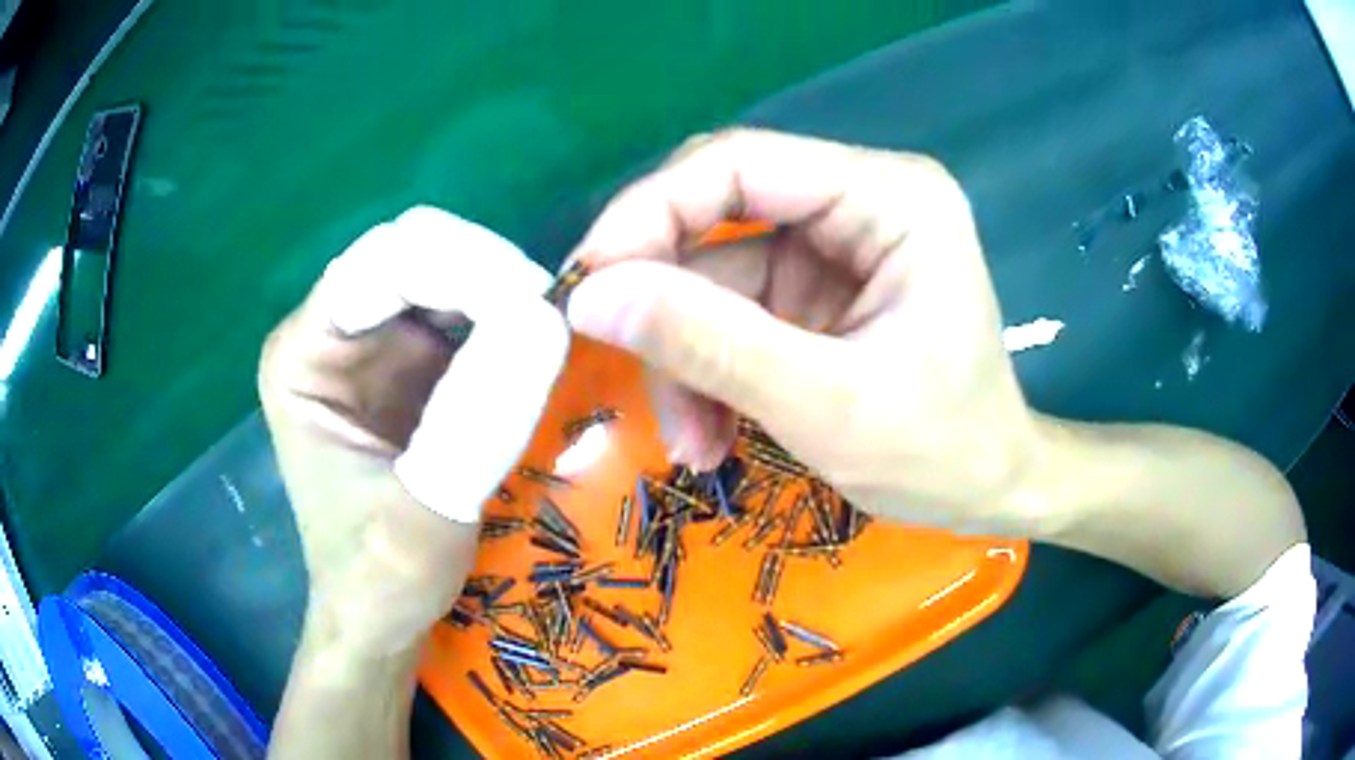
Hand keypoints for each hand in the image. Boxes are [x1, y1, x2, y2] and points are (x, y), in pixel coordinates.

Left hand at [259, 207, 568, 655]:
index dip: (461, 267)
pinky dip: (507, 318)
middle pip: (416, 253)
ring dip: (504, 291)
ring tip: (554, 337)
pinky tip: (537, 351)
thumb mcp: (423, 520)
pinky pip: (467, 310)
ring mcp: (373, 345)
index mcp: (302, 355)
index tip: (536, 307)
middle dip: (487, 273)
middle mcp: (332, 333)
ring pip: (447, 272)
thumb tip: (544, 320)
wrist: (380, 619)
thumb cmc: (379, 581)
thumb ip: (474, 426)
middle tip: (553, 321)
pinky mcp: (412, 364)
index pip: (382, 263)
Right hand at [565, 129, 1044, 532]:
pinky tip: (713, 436)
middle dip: (666, 302)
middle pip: (717, 214)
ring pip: (713, 277)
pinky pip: (731, 315)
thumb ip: (709, 345)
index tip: (584, 286)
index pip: (739, 164)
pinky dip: (710, 374)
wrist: (990, 490)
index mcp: (889, 197)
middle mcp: (860, 201)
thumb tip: (591, 297)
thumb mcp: (827, 406)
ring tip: (693, 444)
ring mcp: (835, 246)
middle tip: (622, 366)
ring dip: (687, 361)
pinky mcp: (815, 291)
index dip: (648, 213)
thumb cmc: (942, 453)